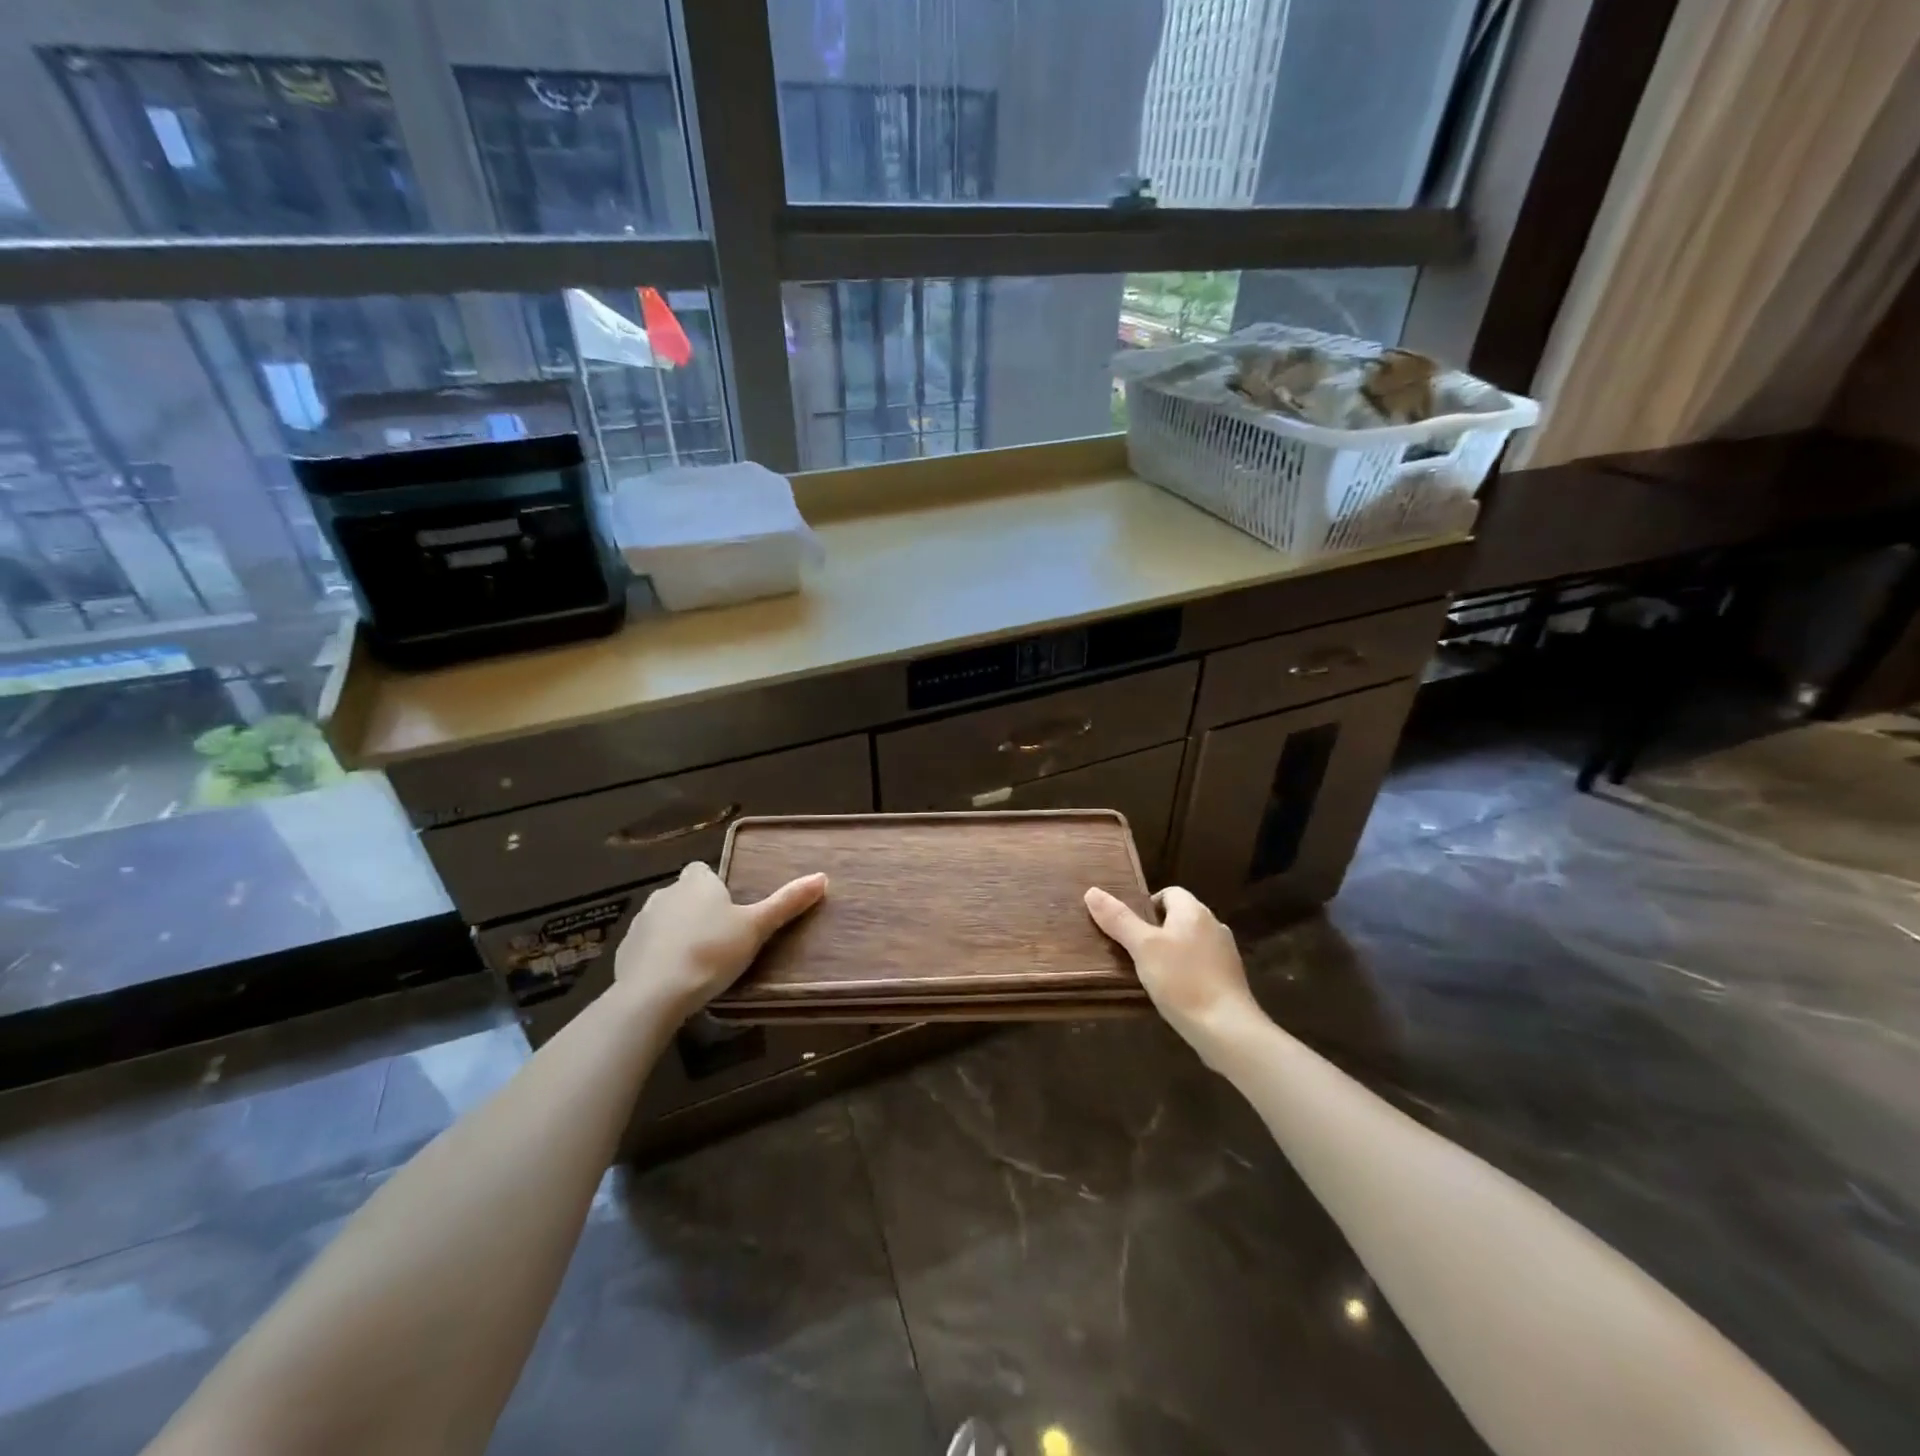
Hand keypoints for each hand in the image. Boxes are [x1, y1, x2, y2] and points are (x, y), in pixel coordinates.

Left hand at [613, 861, 826, 1022]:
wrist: (655, 994)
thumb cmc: (712, 952)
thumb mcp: (756, 928)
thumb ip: (787, 902)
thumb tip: (822, 877)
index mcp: (696, 882)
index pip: (702, 871)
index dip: (714, 887)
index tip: (728, 910)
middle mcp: (665, 893)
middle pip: (683, 895)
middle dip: (696, 911)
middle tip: (719, 939)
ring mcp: (640, 922)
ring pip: (663, 920)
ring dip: (676, 933)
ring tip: (697, 962)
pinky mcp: (624, 951)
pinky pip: (646, 947)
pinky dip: (658, 956)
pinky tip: (672, 979)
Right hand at [1084, 884, 1260, 1052]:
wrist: (1227, 1029)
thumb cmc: (1181, 980)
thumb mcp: (1143, 948)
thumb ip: (1118, 919)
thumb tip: (1092, 891)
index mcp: (1194, 911)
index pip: (1168, 893)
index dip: (1146, 906)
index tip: (1130, 929)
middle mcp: (1214, 925)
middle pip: (1179, 917)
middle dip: (1156, 931)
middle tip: (1134, 952)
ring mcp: (1225, 953)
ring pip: (1190, 942)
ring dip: (1171, 952)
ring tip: (1150, 973)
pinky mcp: (1230, 979)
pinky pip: (1201, 965)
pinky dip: (1186, 972)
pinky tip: (1174, 992)